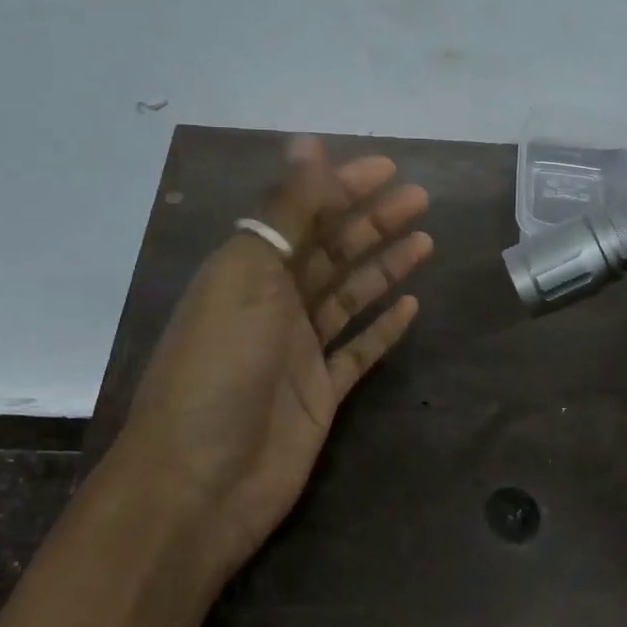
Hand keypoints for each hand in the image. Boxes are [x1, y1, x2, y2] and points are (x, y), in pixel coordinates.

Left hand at [112, 136, 431, 582]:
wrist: (201, 482)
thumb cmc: (219, 367)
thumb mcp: (247, 275)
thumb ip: (284, 211)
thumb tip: (309, 144)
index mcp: (246, 270)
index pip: (300, 213)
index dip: (342, 186)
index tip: (389, 169)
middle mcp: (272, 305)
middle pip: (330, 251)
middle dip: (373, 221)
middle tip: (420, 198)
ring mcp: (298, 351)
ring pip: (349, 296)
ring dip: (384, 266)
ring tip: (426, 240)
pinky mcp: (320, 394)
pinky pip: (357, 350)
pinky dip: (383, 327)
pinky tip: (412, 305)